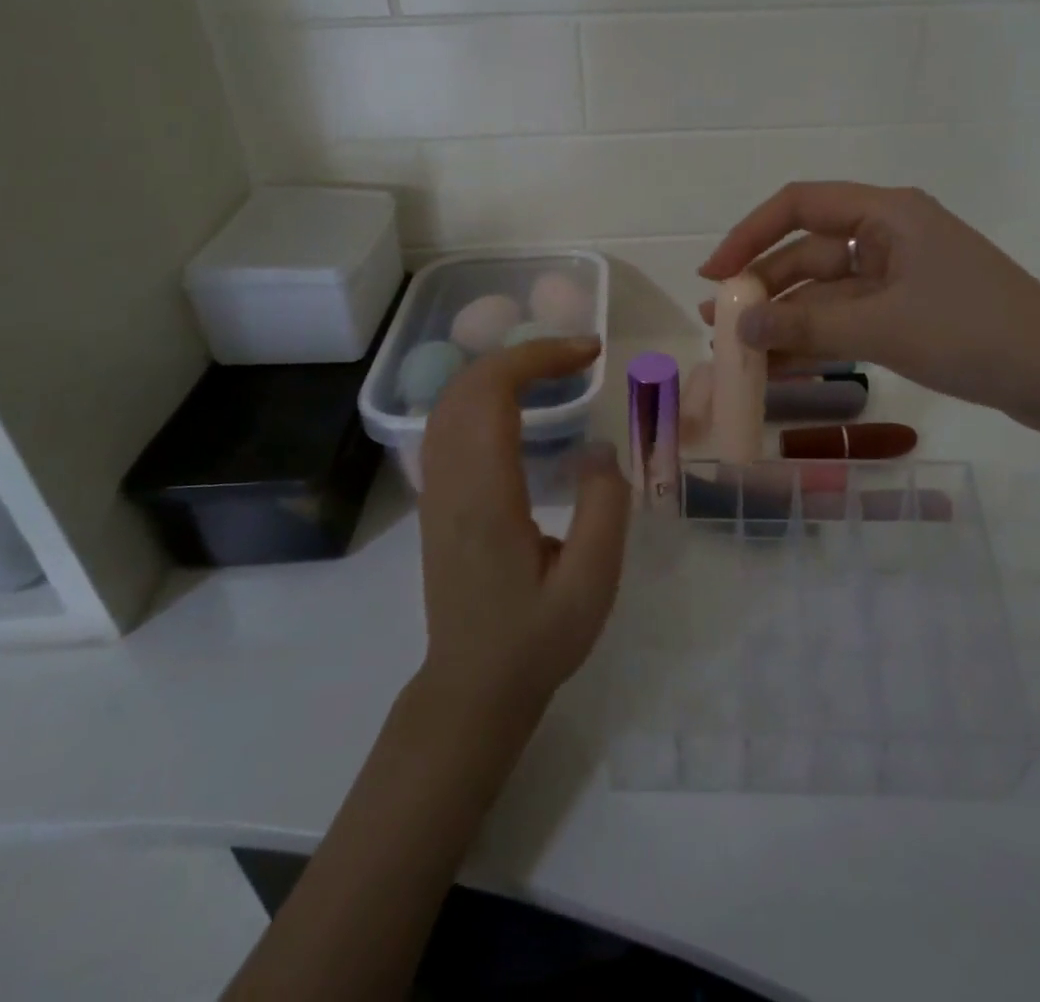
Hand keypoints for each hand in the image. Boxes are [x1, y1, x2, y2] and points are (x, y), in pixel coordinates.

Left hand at [417, 337, 630, 715]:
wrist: (472, 687)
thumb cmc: (536, 639)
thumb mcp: (592, 582)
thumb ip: (604, 507)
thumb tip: (599, 446)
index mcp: (485, 495)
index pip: (493, 393)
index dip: (538, 356)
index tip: (589, 353)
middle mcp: (449, 481)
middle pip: (467, 384)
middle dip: (523, 353)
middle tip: (580, 356)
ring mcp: (435, 489)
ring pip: (451, 399)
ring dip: (501, 369)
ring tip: (556, 370)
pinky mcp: (436, 498)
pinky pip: (449, 422)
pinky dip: (484, 393)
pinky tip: (519, 404)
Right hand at [700, 182, 1039, 432]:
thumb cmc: (971, 332)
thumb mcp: (881, 326)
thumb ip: (805, 326)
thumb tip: (737, 326)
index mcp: (886, 214)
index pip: (800, 205)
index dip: (749, 235)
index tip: (715, 274)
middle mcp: (889, 235)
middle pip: (809, 254)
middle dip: (764, 289)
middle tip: (720, 325)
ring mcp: (900, 275)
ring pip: (827, 292)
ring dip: (787, 321)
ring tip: (741, 354)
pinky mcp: (910, 311)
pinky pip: (849, 318)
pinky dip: (818, 339)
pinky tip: (782, 368)